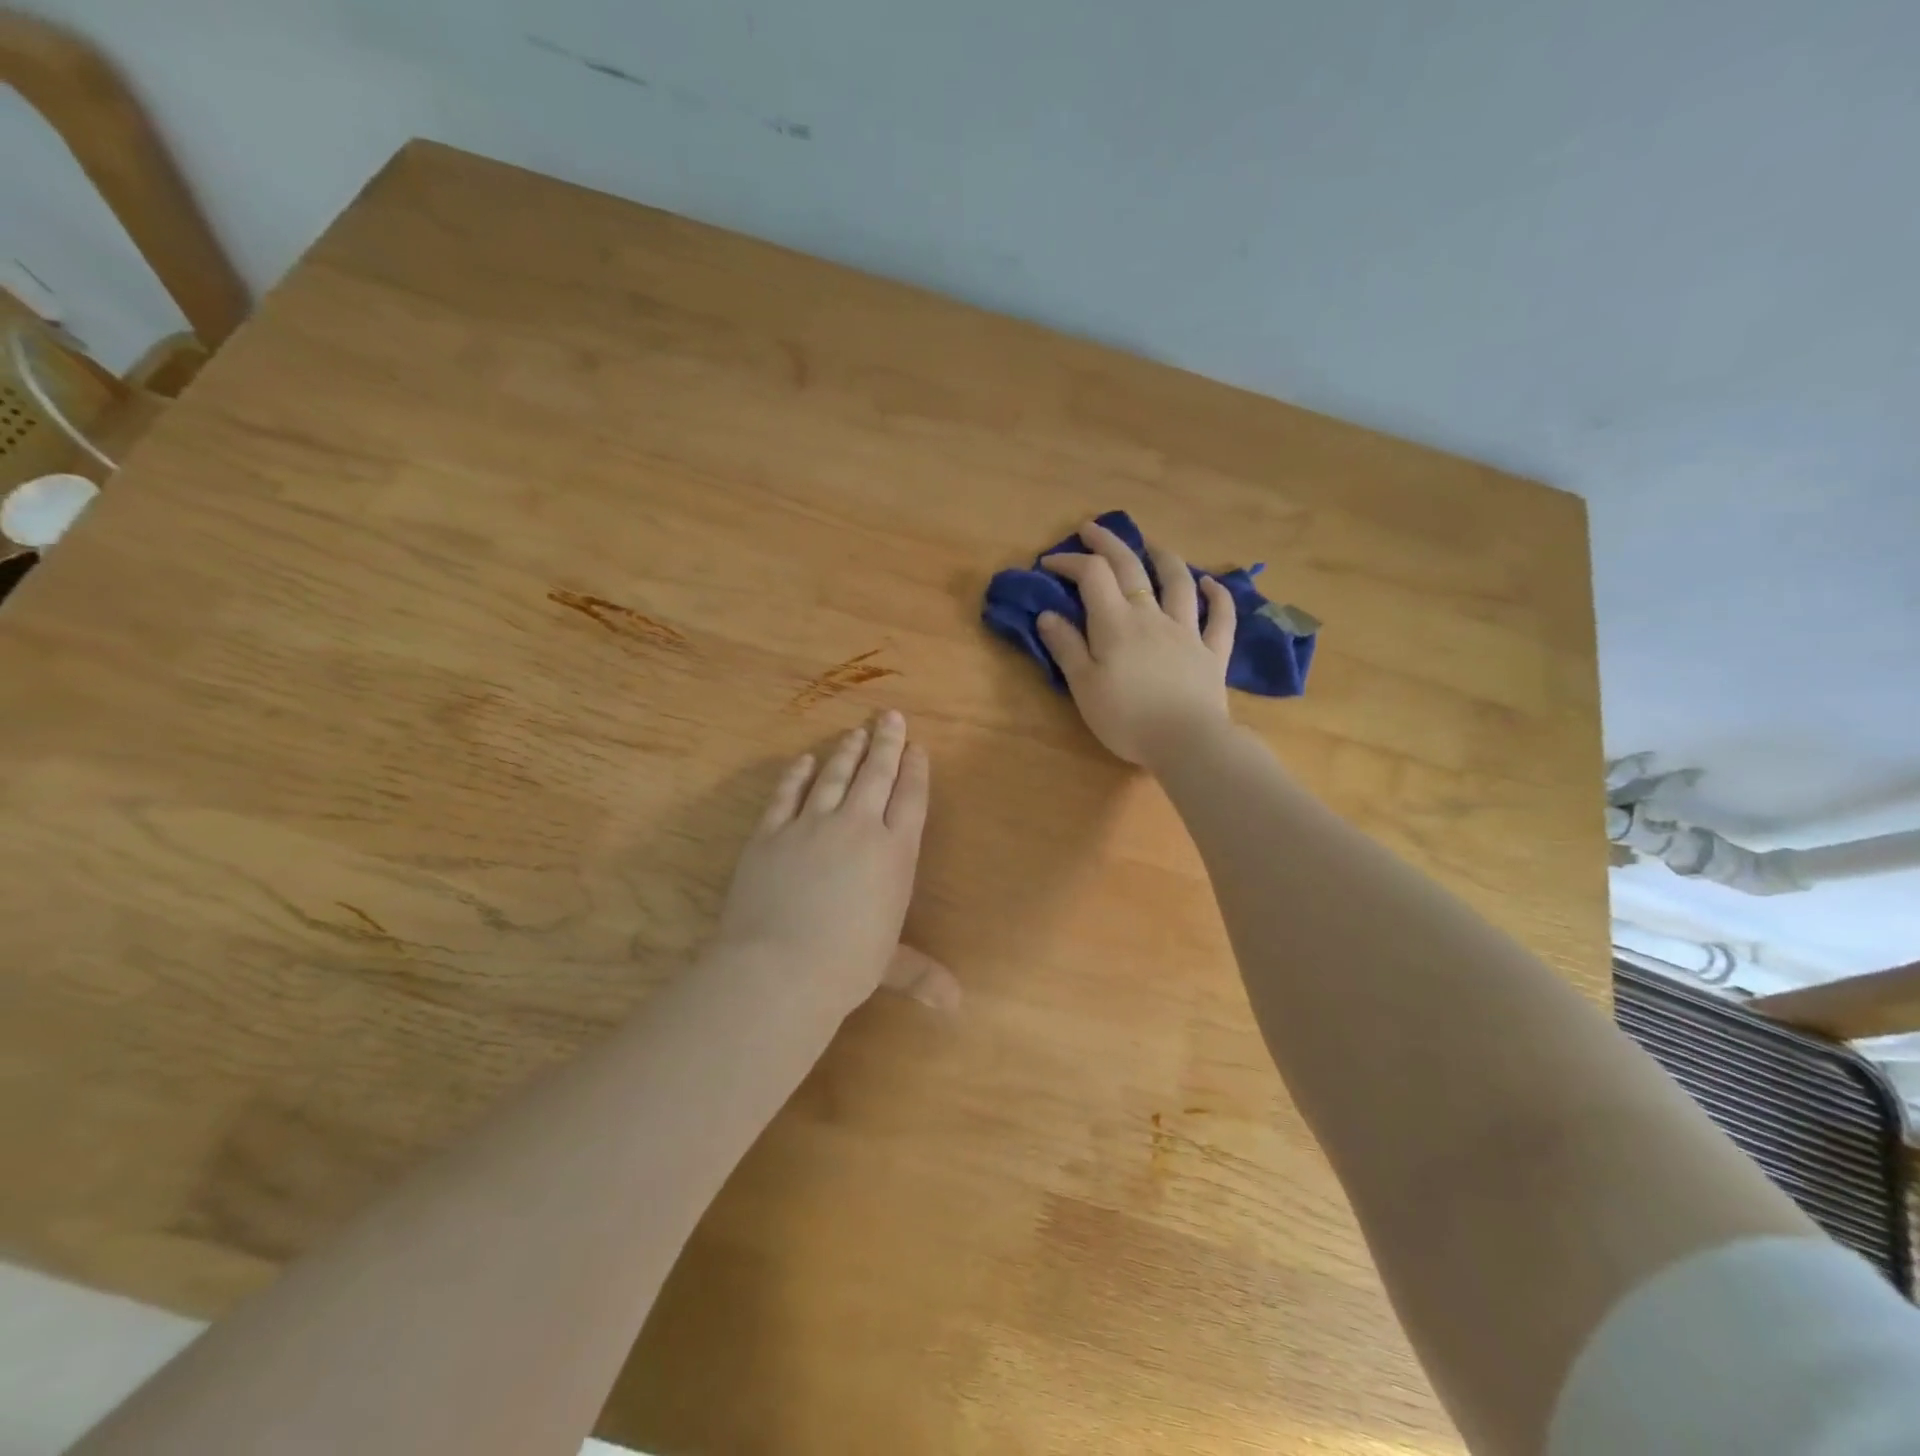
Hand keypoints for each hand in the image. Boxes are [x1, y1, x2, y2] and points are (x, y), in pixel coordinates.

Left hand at [715, 711, 955, 1018]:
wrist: (779, 967)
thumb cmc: (846, 966)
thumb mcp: (889, 965)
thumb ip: (921, 973)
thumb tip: (956, 1006)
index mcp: (894, 853)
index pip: (910, 799)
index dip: (915, 770)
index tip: (917, 747)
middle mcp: (857, 827)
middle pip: (876, 774)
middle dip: (886, 743)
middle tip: (890, 716)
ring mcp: (811, 825)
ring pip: (834, 776)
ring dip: (847, 751)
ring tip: (855, 731)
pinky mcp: (771, 832)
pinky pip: (786, 794)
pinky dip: (796, 774)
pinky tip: (804, 760)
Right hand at [1036, 520, 1236, 767]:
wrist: (1186, 742)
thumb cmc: (1126, 718)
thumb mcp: (1083, 685)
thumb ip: (1066, 646)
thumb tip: (1047, 614)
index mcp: (1116, 623)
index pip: (1092, 576)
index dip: (1070, 561)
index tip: (1050, 563)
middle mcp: (1152, 616)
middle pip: (1131, 568)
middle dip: (1109, 543)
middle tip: (1092, 529)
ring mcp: (1187, 631)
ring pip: (1178, 583)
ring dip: (1164, 558)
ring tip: (1152, 546)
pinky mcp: (1213, 653)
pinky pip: (1220, 617)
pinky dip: (1217, 595)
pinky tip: (1210, 583)